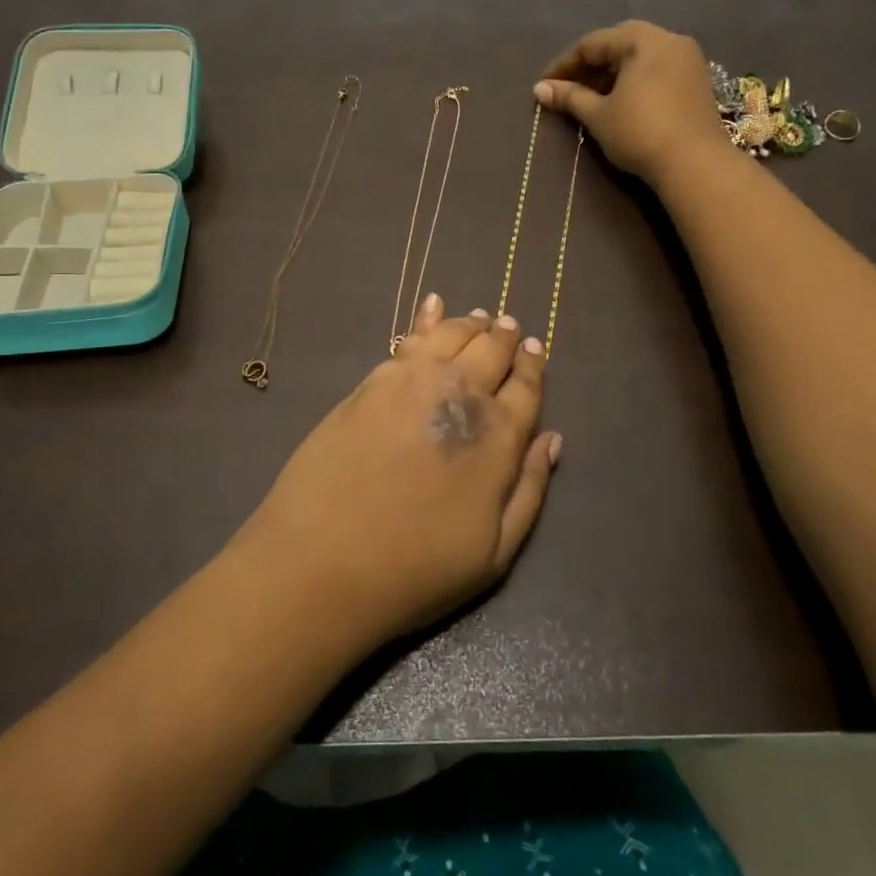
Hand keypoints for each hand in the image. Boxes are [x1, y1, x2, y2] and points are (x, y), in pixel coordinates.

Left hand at [238, 296, 561, 647]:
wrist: (323, 561)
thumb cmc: (416, 569)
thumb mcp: (495, 552)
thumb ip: (530, 489)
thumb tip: (551, 439)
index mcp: (498, 435)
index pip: (526, 386)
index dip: (533, 364)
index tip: (536, 349)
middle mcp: (460, 394)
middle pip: (492, 350)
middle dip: (505, 336)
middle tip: (509, 328)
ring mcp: (412, 380)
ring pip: (453, 335)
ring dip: (471, 324)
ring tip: (479, 319)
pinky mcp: (373, 381)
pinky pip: (409, 338)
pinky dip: (427, 318)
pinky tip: (433, 306)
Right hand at [535, 20, 731, 183]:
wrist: (695, 164)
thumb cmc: (640, 132)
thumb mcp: (598, 115)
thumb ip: (569, 97)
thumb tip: (539, 89)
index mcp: (643, 39)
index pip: (592, 43)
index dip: (563, 65)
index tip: (544, 86)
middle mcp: (669, 39)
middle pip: (618, 44)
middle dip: (590, 66)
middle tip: (568, 88)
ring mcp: (688, 59)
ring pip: (639, 57)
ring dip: (612, 74)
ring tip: (591, 99)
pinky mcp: (697, 81)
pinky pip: (657, 69)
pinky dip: (634, 80)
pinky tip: (620, 103)